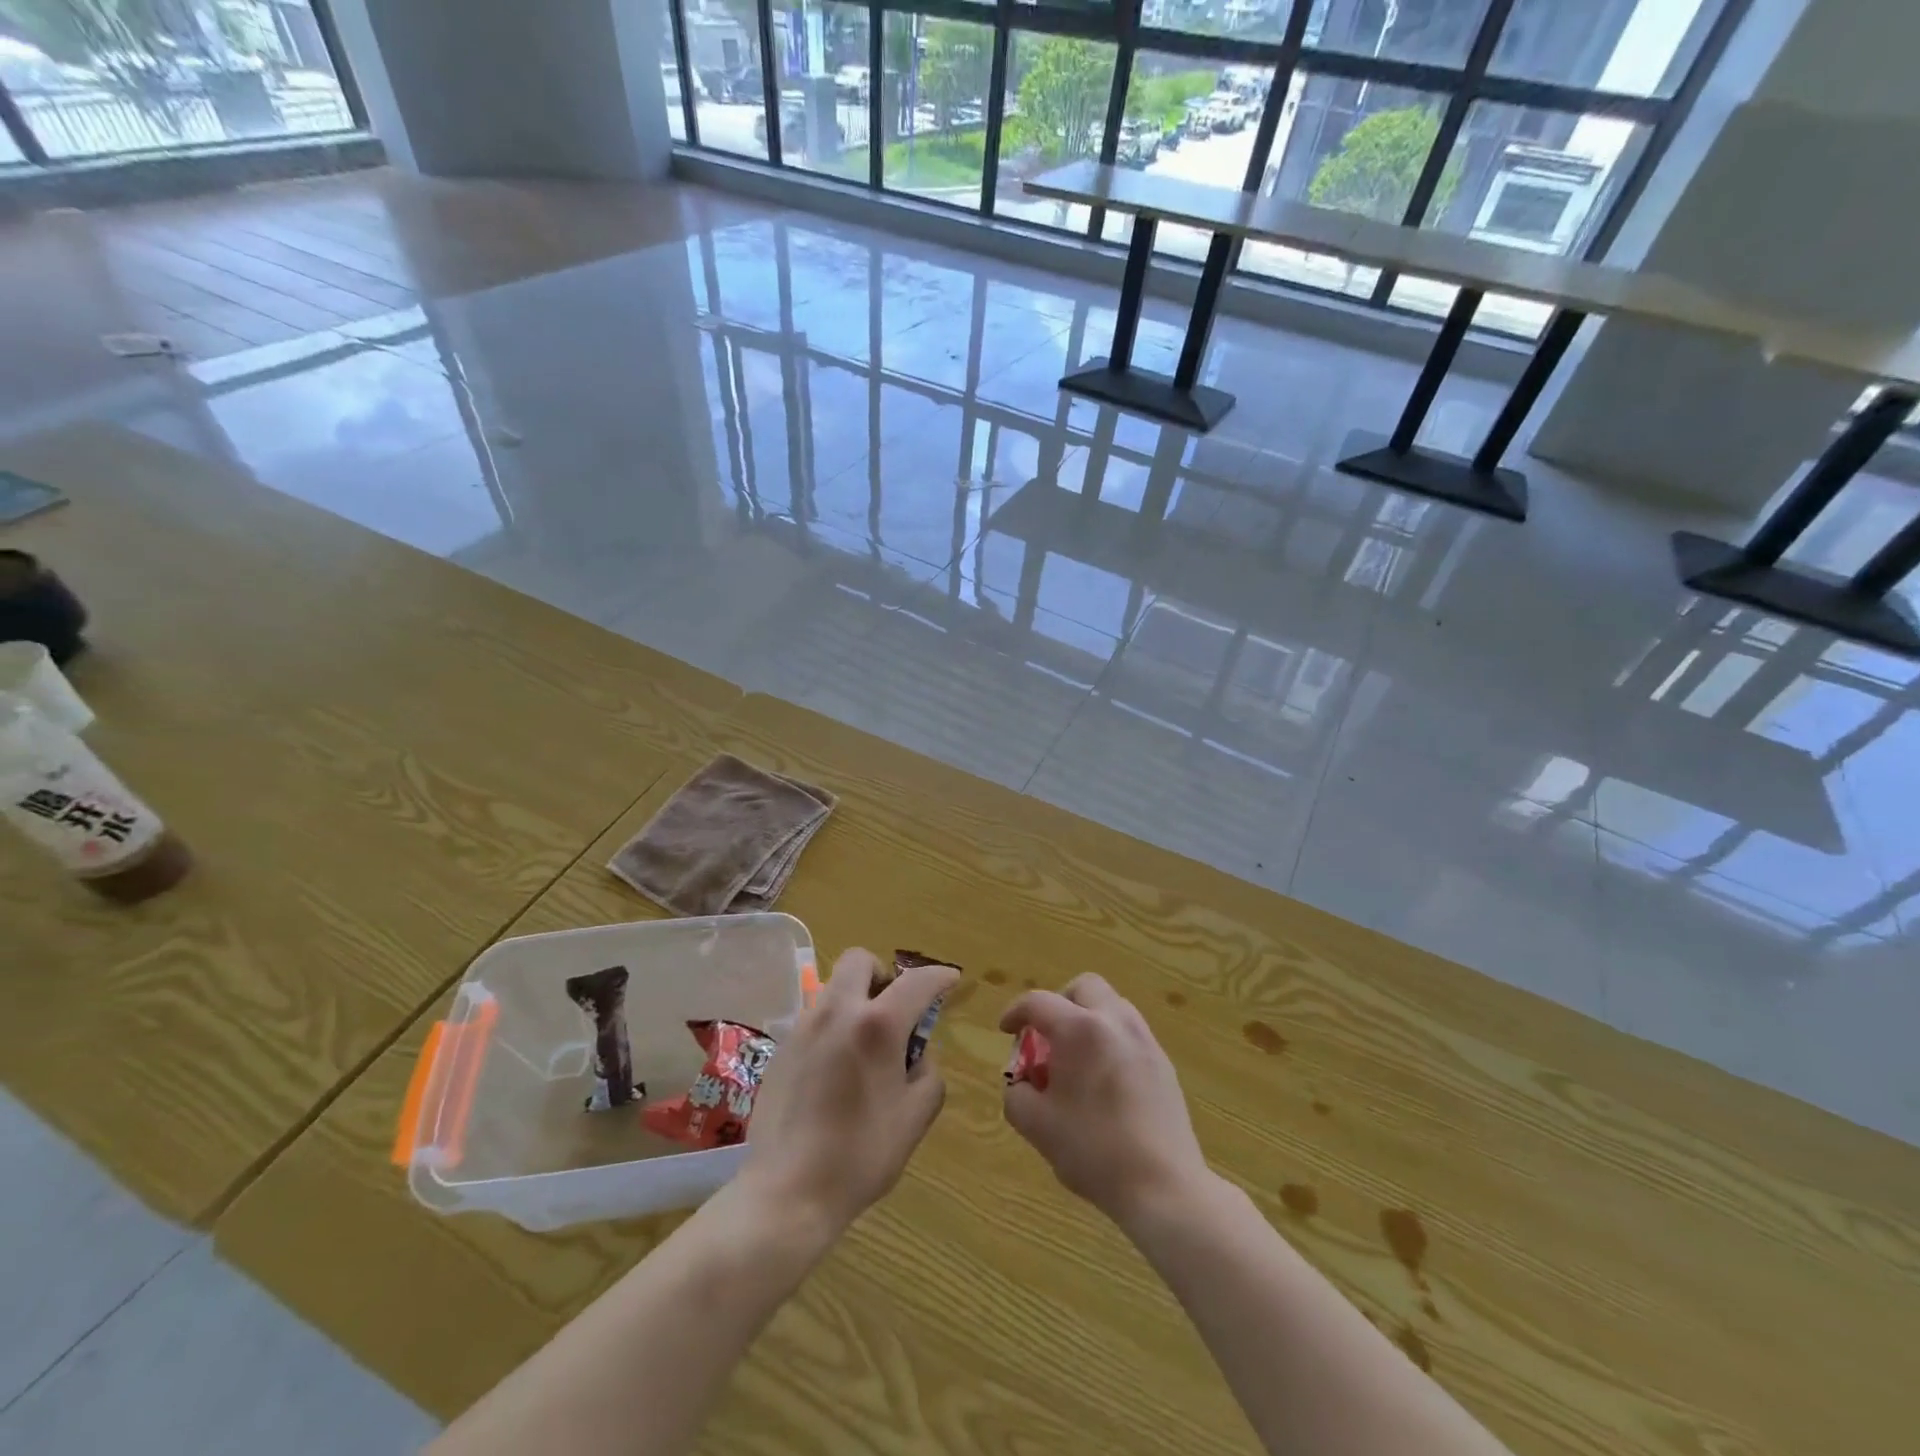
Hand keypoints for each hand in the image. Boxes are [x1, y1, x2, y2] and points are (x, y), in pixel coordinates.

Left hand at [739, 947, 957, 1235]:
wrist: (787, 1191)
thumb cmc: (860, 1155)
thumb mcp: (915, 1117)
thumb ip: (928, 1074)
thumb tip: (918, 1056)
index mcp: (877, 1025)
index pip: (916, 981)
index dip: (939, 976)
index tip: (951, 981)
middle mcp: (837, 1012)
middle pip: (860, 960)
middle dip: (883, 973)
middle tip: (895, 1009)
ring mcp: (804, 1027)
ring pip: (834, 988)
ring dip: (856, 999)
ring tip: (866, 1043)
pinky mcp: (782, 1048)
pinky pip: (815, 1018)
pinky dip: (834, 1026)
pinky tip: (837, 1069)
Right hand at [1001, 974, 1210, 1229]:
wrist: (1164, 1187)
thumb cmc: (1093, 1152)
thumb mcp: (1037, 1126)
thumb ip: (1017, 1094)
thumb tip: (1023, 1082)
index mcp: (1080, 1030)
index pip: (1039, 1002)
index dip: (1015, 1012)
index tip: (1006, 1030)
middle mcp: (1115, 1022)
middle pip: (1084, 987)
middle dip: (1059, 1003)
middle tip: (1047, 1036)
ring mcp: (1145, 1040)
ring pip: (1111, 1006)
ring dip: (1087, 1019)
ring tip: (1075, 1059)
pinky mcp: (1163, 1063)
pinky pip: (1129, 1033)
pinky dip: (1109, 1040)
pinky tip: (1103, 1080)